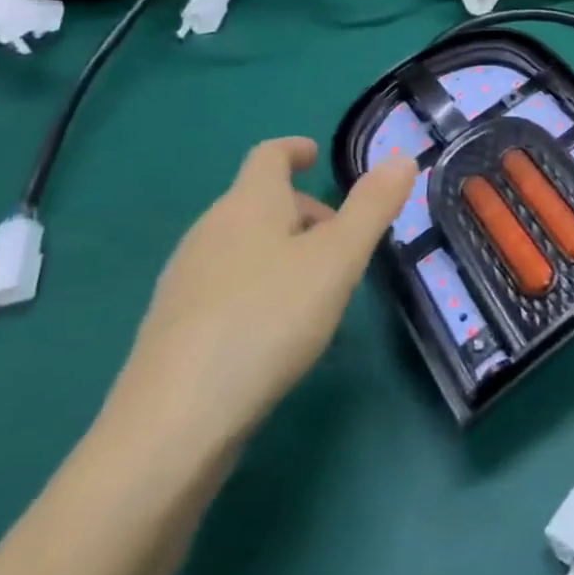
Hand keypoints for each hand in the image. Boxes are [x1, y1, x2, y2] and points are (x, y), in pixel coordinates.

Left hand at [106, 138, 414, 448]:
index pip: (269, 155)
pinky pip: (224, 283)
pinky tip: (274, 329)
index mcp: (248, 203)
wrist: (171, 425)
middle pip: (258, 201)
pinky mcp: (173, 327)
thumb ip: (372, 207)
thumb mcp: (337, 260)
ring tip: (317, 287)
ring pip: (242, 244)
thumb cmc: (266, 320)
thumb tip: (401, 158)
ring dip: (281, 249)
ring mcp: (184, 279)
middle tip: (342, 241)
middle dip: (302, 211)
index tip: (316, 157)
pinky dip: (256, 285)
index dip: (294, 149)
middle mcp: (210, 230)